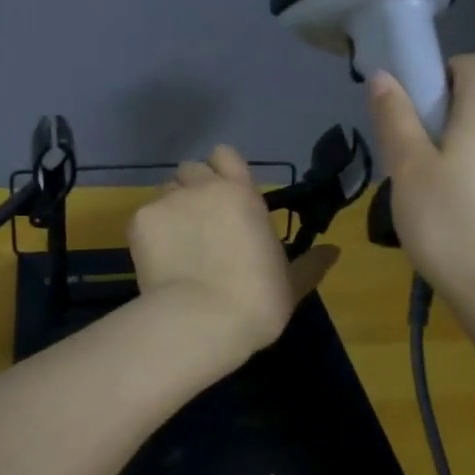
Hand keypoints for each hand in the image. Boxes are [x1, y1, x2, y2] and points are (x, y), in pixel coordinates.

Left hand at [129, 145, 339, 360]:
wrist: (201, 320)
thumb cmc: (256, 300)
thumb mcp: (291, 283)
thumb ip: (311, 263)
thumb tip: (335, 251)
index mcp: (242, 194)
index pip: (225, 155)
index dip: (222, 170)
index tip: (223, 193)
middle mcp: (203, 187)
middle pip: (191, 169)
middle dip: (194, 188)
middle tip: (199, 222)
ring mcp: (168, 201)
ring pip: (166, 190)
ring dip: (172, 208)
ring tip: (176, 243)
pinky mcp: (140, 220)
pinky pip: (144, 216)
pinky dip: (150, 233)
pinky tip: (158, 260)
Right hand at [367, 55, 474, 306]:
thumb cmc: (448, 225)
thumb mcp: (407, 169)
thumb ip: (395, 117)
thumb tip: (383, 75)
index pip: (472, 64)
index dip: (442, 75)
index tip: (416, 108)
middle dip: (451, 119)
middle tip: (417, 160)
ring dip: (471, 149)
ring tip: (442, 193)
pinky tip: (470, 214)